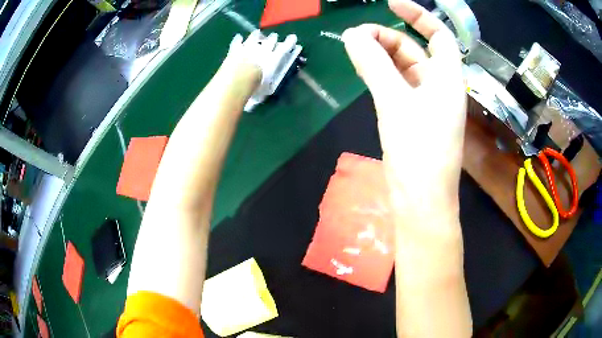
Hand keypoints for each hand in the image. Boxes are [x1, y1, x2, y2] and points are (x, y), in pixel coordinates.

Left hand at [227, 30, 297, 104]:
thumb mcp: (267, 89)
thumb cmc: (256, 86)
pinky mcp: (235, 49)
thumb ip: (269, 84)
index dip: (289, 42)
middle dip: (272, 38)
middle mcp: (263, 50)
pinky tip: (238, 37)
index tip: (293, 37)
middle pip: (270, 40)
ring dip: (256, 35)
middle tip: (274, 36)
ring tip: (257, 33)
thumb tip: (269, 88)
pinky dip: (238, 40)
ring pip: (254, 37)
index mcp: (274, 58)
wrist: (238, 79)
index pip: (285, 47)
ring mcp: (248, 47)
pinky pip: (237, 42)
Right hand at [343, 0, 465, 218]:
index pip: (438, 35)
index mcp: (448, 79)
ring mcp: (426, 102)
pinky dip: (381, 74)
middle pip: (415, 49)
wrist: (420, 201)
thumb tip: (352, 35)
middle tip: (355, 37)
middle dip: (388, 37)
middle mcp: (440, 86)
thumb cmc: (418, 152)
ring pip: (404, 67)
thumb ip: (374, 65)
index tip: (390, 4)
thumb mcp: (395, 103)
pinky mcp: (413, 117)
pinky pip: (397, 85)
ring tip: (354, 50)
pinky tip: (364, 69)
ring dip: (381, 55)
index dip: (418, 15)